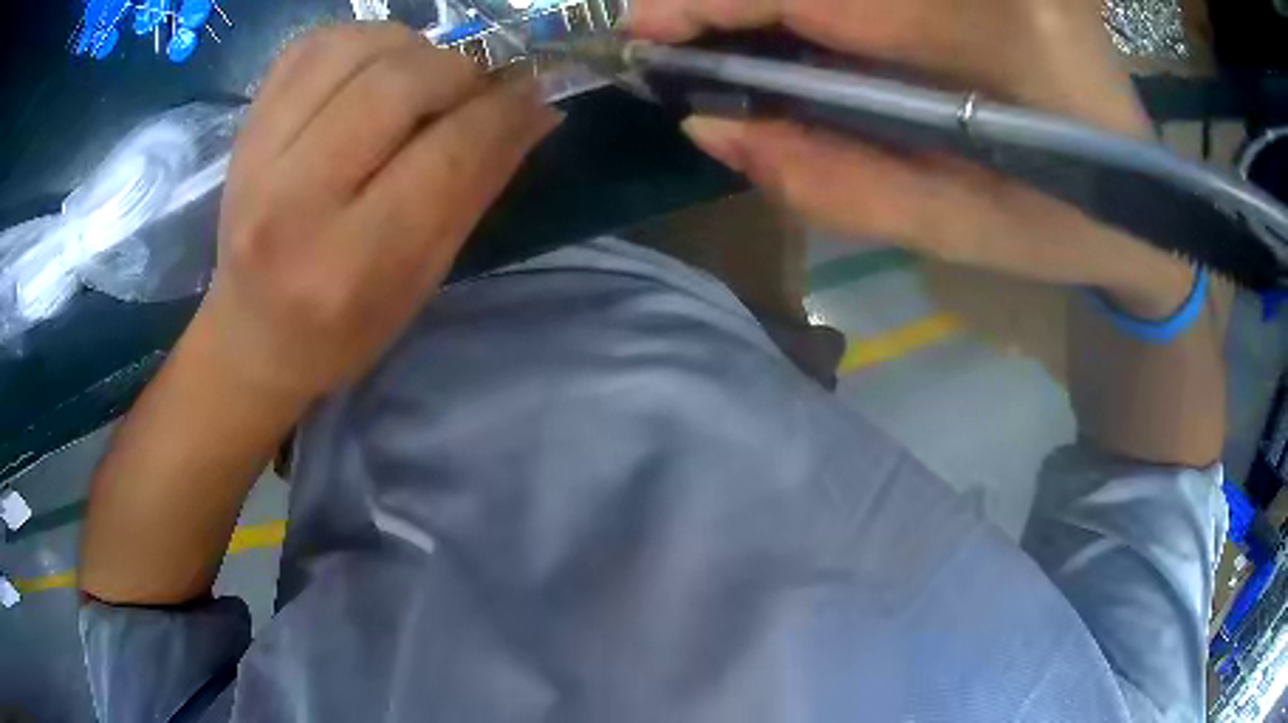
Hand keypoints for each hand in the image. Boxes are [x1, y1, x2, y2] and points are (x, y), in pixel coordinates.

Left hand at [202, 22, 559, 401]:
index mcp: (349, 264)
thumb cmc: (342, 330)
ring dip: (409, 48)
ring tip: (419, 77)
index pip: (446, 155)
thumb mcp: (420, 281)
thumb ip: (477, 188)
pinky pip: (311, 46)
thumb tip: (536, 110)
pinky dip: (358, 41)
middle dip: (458, 70)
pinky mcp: (243, 129)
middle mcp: (293, 202)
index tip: (530, 91)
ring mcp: (256, 157)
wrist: (250, 336)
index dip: (503, 109)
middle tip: (473, 88)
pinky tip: (371, 69)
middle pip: (396, 85)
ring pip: (353, 49)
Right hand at [630, 0, 1193, 316]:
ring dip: (782, 3)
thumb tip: (717, 129)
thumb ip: (840, 185)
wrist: (1146, 201)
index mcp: (1011, 38)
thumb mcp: (962, 233)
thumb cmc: (1068, 228)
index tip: (648, 25)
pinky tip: (806, 32)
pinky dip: (827, 4)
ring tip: (732, 38)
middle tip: (678, 35)